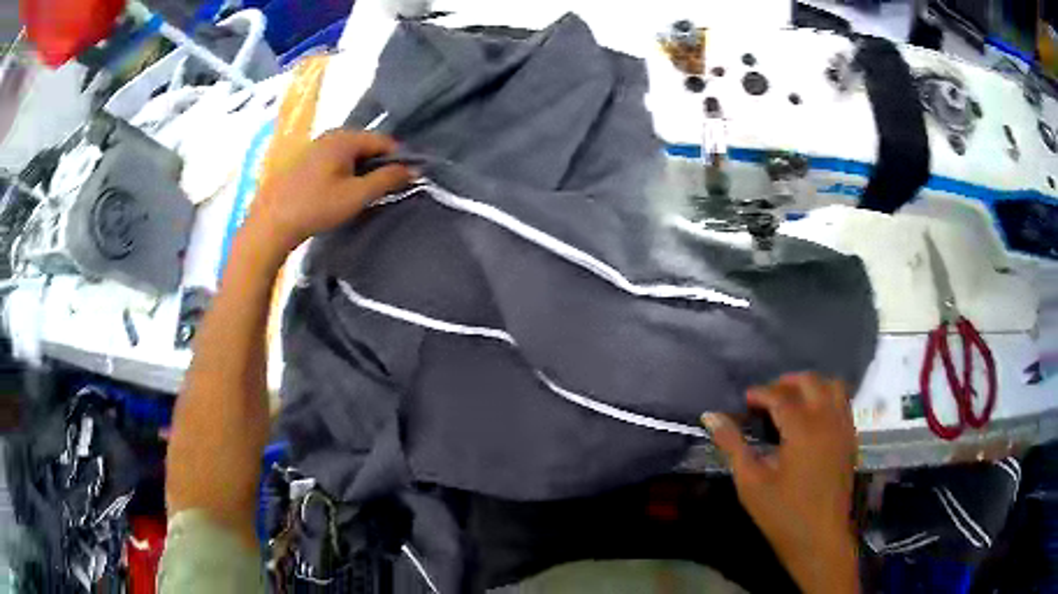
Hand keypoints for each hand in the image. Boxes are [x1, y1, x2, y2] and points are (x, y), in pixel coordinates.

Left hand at [246, 130, 411, 253]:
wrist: (270, 223)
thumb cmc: (315, 207)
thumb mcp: (356, 195)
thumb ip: (387, 179)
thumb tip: (413, 169)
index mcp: (345, 137)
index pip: (384, 141)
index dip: (398, 159)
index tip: (403, 182)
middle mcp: (330, 134)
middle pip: (366, 145)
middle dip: (378, 165)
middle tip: (381, 191)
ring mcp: (315, 146)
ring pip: (350, 154)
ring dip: (361, 171)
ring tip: (360, 195)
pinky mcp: (305, 160)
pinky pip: (335, 160)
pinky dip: (344, 172)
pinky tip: (339, 193)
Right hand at [702, 373, 858, 593]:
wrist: (820, 538)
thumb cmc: (782, 514)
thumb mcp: (751, 482)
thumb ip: (732, 445)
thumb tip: (710, 416)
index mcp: (803, 428)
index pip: (780, 396)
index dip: (761, 393)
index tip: (745, 400)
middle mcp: (827, 419)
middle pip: (810, 382)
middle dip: (786, 383)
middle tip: (766, 398)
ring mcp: (843, 428)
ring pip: (833, 386)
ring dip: (812, 386)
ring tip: (792, 402)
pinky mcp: (851, 439)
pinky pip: (843, 403)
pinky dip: (827, 399)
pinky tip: (812, 418)